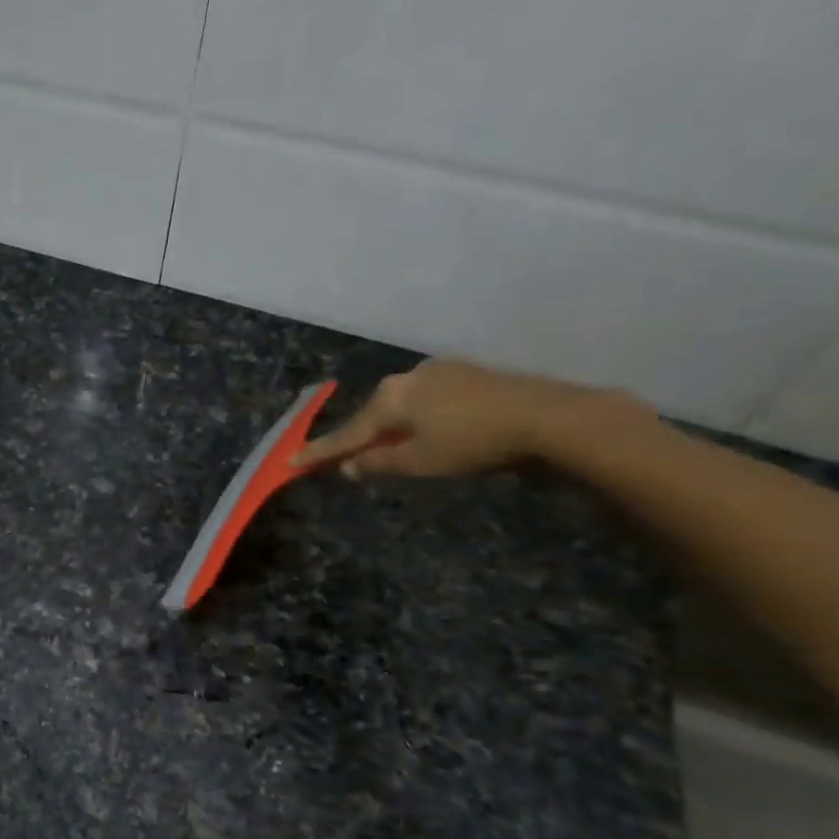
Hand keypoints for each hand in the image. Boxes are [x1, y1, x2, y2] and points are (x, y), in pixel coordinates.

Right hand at [291, 359, 648, 478]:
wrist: (546, 415)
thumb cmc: (472, 442)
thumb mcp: (420, 461)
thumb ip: (379, 462)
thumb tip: (350, 466)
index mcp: (389, 398)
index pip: (347, 432)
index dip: (321, 451)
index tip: (292, 460)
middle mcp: (406, 378)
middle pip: (373, 414)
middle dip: (362, 437)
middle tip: (350, 460)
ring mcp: (438, 371)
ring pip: (401, 405)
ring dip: (392, 427)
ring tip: (394, 448)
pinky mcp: (466, 373)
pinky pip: (426, 399)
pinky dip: (418, 418)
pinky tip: (431, 430)